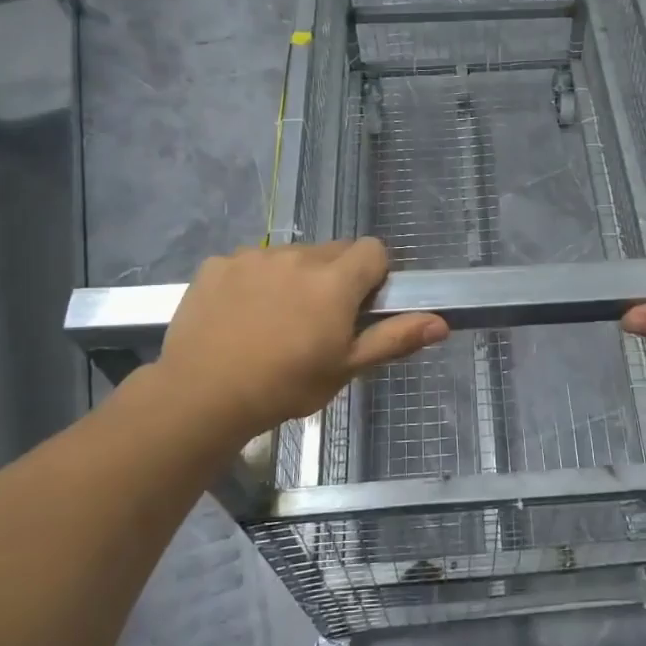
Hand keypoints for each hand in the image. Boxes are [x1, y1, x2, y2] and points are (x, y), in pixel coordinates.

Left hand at [146, 238, 446, 446]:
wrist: (202, 396)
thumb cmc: (285, 385)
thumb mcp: (346, 368)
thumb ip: (394, 338)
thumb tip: (442, 322)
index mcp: (335, 280)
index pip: (373, 249)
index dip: (374, 275)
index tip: (360, 307)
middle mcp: (297, 256)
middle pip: (333, 251)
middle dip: (335, 277)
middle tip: (318, 321)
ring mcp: (253, 256)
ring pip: (290, 256)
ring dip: (294, 277)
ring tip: (275, 321)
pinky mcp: (218, 264)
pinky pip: (249, 262)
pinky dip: (253, 281)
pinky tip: (240, 316)